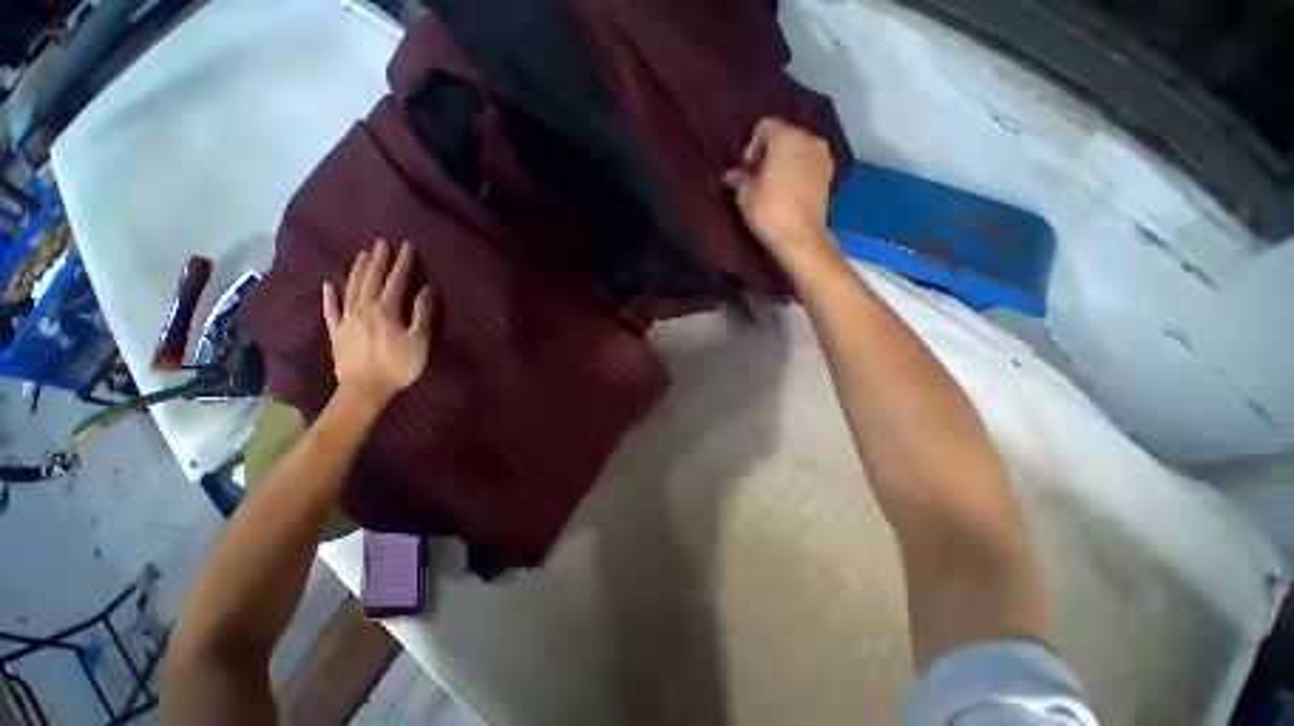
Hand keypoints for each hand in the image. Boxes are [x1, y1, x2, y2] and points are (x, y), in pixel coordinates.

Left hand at [322, 239, 434, 407]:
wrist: (364, 389)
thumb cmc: (398, 365)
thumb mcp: (419, 340)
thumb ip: (422, 313)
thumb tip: (426, 289)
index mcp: (386, 310)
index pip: (396, 281)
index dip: (402, 263)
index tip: (405, 246)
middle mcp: (364, 308)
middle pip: (371, 279)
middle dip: (377, 260)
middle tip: (380, 243)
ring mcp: (347, 319)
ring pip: (351, 288)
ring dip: (357, 270)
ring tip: (361, 255)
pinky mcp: (336, 331)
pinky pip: (331, 310)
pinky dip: (329, 296)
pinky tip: (329, 285)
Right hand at [723, 118, 838, 268]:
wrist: (801, 239)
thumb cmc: (770, 212)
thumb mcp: (746, 195)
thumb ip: (739, 179)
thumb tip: (731, 175)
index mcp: (788, 138)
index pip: (764, 126)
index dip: (750, 147)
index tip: (746, 171)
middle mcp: (810, 140)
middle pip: (783, 136)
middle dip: (767, 154)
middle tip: (755, 179)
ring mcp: (823, 158)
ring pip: (796, 151)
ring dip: (782, 163)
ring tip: (771, 187)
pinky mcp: (828, 177)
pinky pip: (807, 165)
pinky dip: (795, 173)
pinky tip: (786, 193)